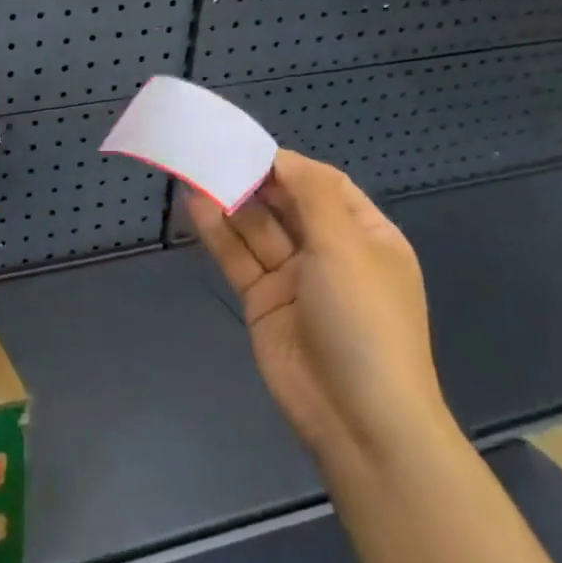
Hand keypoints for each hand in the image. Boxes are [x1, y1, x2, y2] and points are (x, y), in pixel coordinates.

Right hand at [189, 150, 446, 466]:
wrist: (357, 416)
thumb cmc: (364, 321)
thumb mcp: (346, 248)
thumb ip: (311, 196)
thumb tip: (281, 158)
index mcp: (366, 236)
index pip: (323, 185)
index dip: (287, 165)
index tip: (246, 147)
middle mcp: (330, 252)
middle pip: (285, 205)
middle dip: (252, 181)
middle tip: (211, 156)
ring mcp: (293, 278)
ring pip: (256, 230)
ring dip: (230, 203)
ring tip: (195, 172)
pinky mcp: (262, 300)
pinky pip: (238, 258)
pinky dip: (218, 233)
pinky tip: (196, 207)